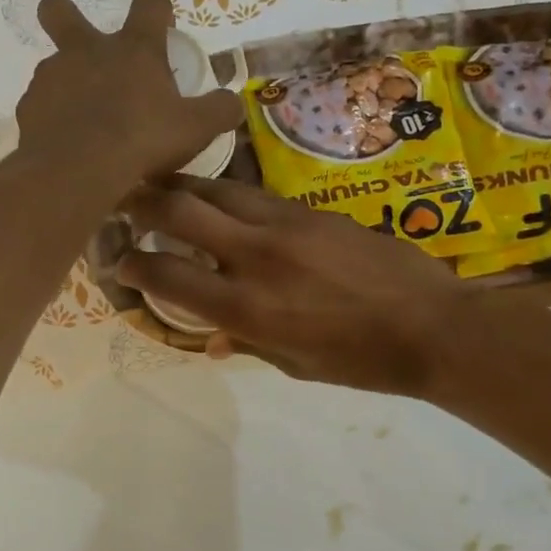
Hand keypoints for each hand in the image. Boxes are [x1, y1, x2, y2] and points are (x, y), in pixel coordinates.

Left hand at [17, 0, 242, 182]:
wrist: (78, 169)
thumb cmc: (143, 139)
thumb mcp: (196, 128)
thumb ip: (219, 111)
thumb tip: (234, 103)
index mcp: (134, 49)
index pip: (149, 3)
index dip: (156, 6)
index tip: (161, 23)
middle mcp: (87, 51)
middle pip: (61, 11)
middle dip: (65, 16)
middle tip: (81, 42)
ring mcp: (52, 76)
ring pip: (53, 65)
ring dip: (67, 83)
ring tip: (85, 121)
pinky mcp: (28, 108)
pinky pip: (41, 106)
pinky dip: (53, 119)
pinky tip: (66, 144)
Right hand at [116, 175, 469, 395]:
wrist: (432, 326)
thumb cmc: (360, 361)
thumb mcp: (295, 363)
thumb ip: (248, 342)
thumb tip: (213, 340)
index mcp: (247, 307)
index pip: (168, 276)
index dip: (133, 266)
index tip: (118, 262)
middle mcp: (256, 256)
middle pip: (181, 210)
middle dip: (141, 200)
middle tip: (122, 197)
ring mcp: (286, 225)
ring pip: (217, 189)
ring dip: (182, 186)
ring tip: (163, 186)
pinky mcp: (313, 210)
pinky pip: (256, 195)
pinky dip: (227, 196)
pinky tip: (221, 200)